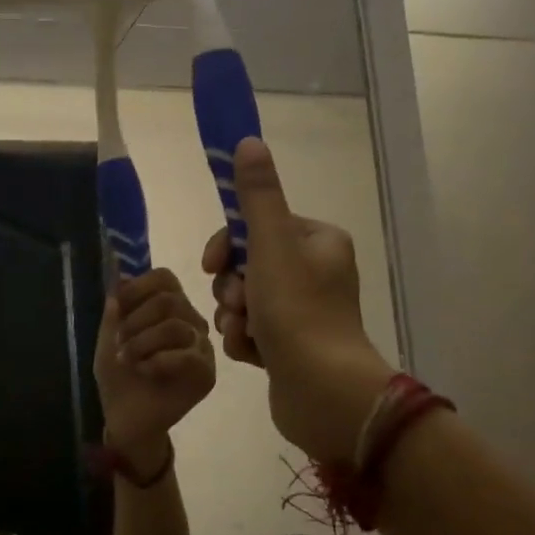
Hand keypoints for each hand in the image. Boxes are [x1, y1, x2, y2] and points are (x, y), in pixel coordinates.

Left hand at [94, 268, 215, 468]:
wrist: (126, 418)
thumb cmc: (119, 376)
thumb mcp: (109, 338)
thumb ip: (116, 309)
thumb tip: (120, 278)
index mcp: (169, 307)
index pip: (164, 278)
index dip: (138, 287)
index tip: (118, 306)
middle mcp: (190, 321)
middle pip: (169, 300)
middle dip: (136, 321)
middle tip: (119, 343)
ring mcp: (201, 347)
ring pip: (176, 326)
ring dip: (142, 343)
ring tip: (128, 360)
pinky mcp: (206, 373)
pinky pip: (187, 355)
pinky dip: (157, 361)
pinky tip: (145, 372)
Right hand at [201, 137, 394, 461]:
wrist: (322, 392)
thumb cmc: (298, 313)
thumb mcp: (271, 246)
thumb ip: (257, 196)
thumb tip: (248, 142)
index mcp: (318, 241)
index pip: (257, 226)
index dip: (228, 245)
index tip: (212, 265)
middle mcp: (315, 272)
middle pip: (247, 265)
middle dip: (232, 288)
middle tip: (241, 305)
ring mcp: (303, 312)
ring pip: (244, 301)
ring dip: (233, 317)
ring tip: (246, 335)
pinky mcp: (292, 346)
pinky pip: (251, 331)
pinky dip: (245, 341)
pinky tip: (253, 356)